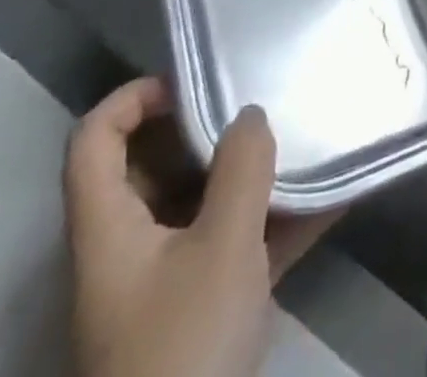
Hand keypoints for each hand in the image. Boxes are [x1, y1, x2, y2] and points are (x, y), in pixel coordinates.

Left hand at [64, 78, 337, 376]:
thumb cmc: (184, 348)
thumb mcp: (221, 248)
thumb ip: (241, 170)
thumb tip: (250, 115)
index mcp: (110, 229)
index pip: (94, 141)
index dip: (132, 97)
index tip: (193, 80)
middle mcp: (128, 249)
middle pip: (152, 167)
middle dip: (207, 130)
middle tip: (259, 102)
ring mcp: (164, 283)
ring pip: (200, 205)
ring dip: (250, 175)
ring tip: (302, 140)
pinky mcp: (201, 312)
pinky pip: (236, 245)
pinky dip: (276, 222)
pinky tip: (332, 202)